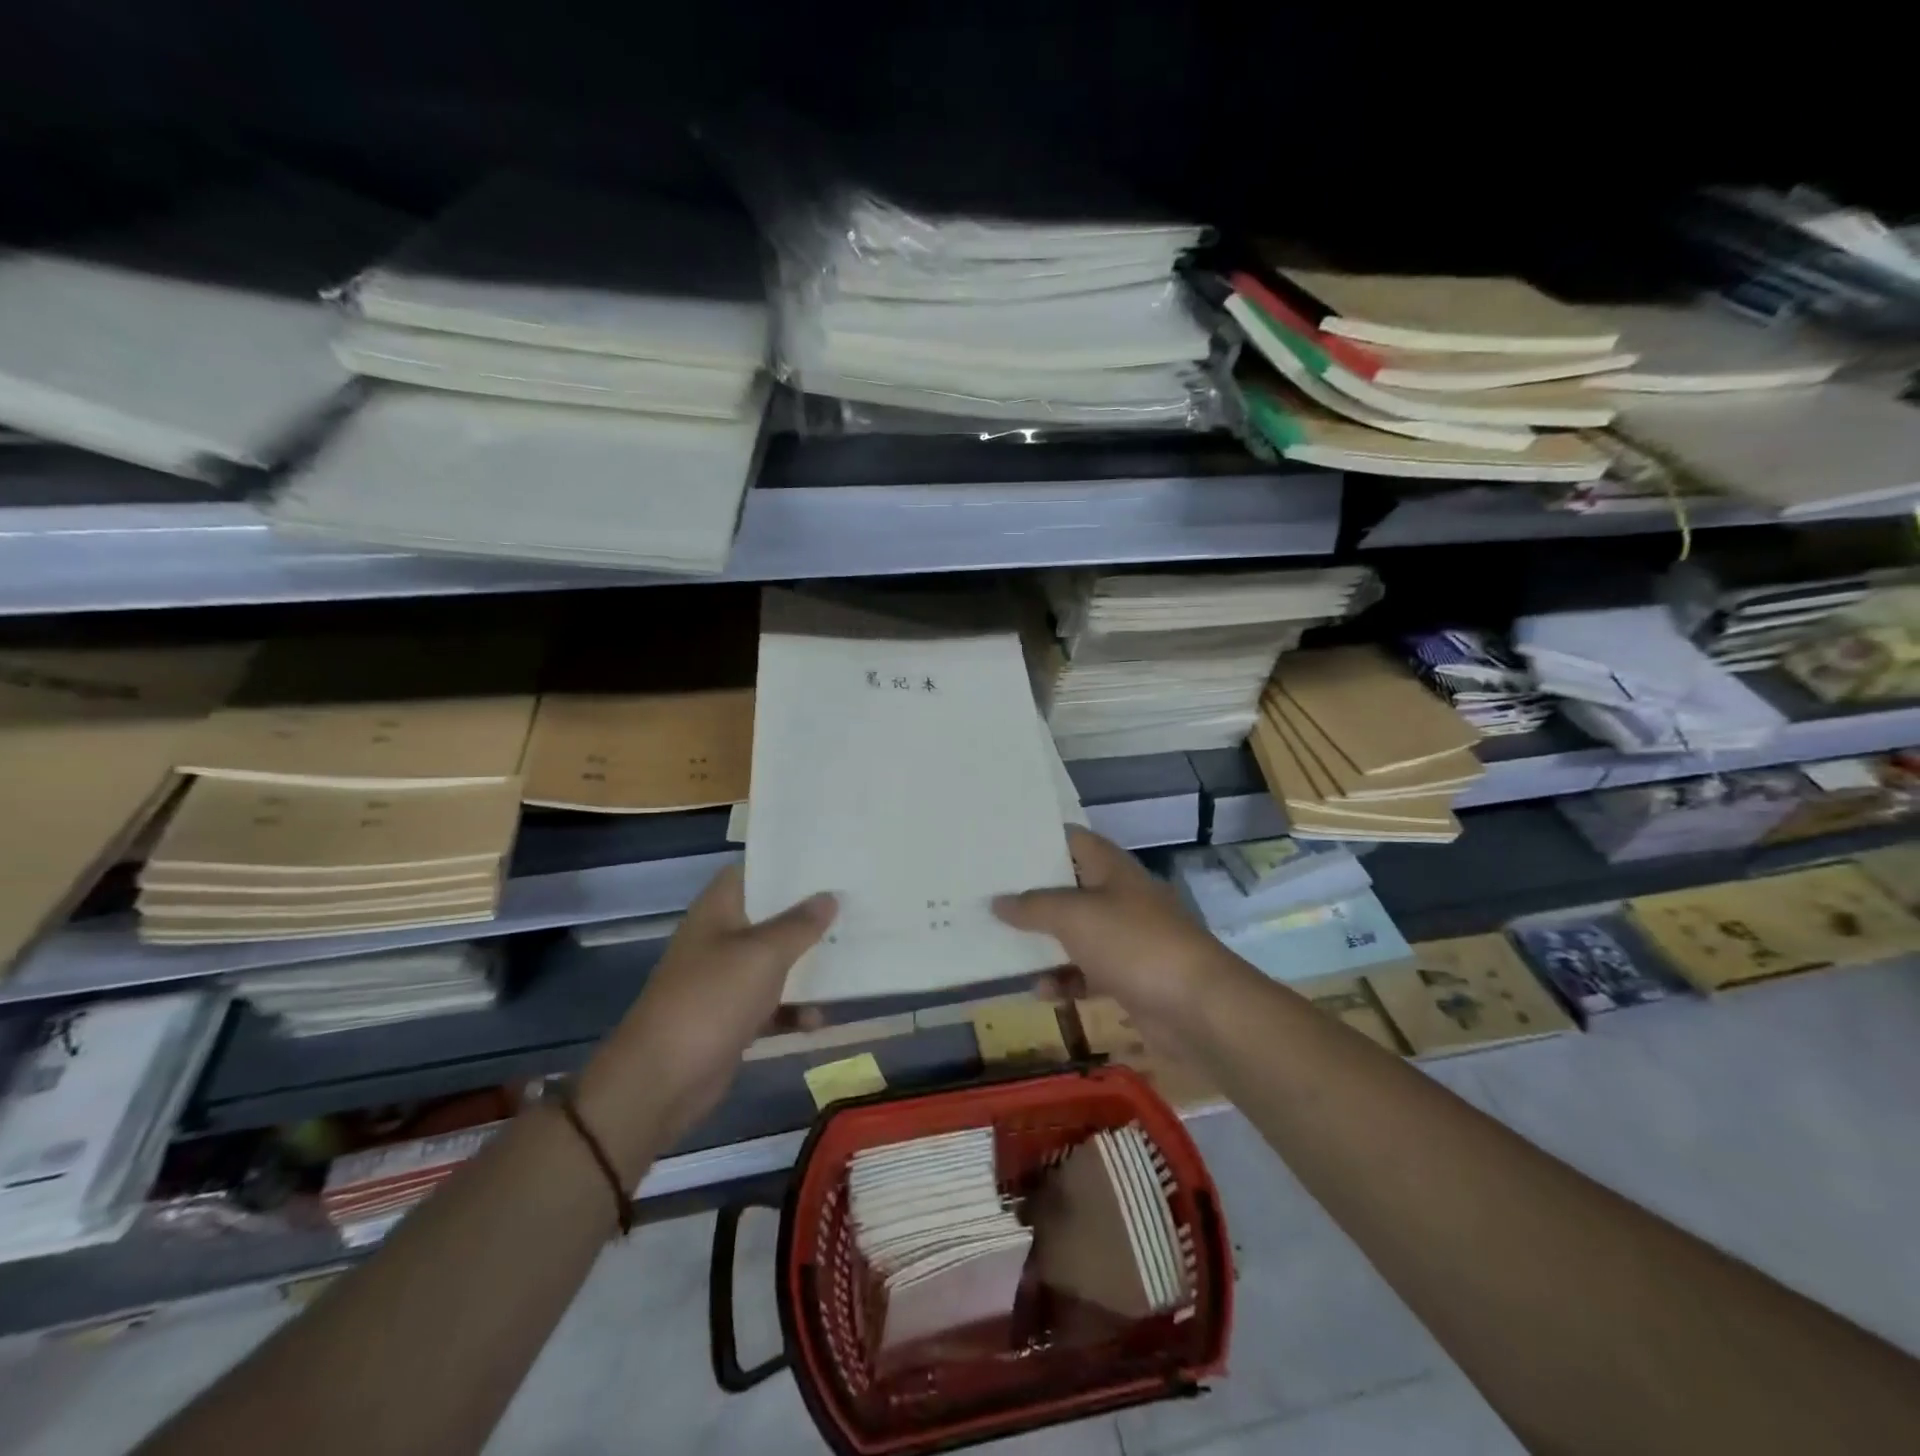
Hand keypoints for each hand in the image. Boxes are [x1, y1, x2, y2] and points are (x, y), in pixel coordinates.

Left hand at [579, 866, 835, 1162]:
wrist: (662, 1081)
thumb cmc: (712, 1000)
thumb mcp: (763, 954)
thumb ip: (800, 924)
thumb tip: (829, 896)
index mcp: (718, 910)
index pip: (753, 871)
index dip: (787, 864)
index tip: (829, 860)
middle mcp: (720, 938)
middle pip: (770, 916)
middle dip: (809, 915)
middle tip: (853, 905)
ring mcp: (725, 979)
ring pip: (775, 961)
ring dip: (807, 965)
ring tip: (850, 958)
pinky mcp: (732, 1018)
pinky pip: (772, 1004)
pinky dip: (794, 1010)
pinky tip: (819, 1019)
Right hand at [994, 826, 1241, 1046]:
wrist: (1198, 1008)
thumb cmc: (1133, 944)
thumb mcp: (1074, 916)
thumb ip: (1032, 907)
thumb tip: (997, 901)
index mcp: (1112, 869)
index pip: (1073, 840)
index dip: (1039, 840)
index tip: (1002, 845)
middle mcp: (1120, 897)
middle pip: (1070, 888)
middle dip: (1033, 896)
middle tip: (990, 896)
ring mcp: (1127, 939)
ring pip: (1076, 934)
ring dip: (1044, 943)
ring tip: (1005, 949)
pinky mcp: (1130, 978)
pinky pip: (1088, 973)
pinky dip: (1066, 981)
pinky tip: (1041, 992)